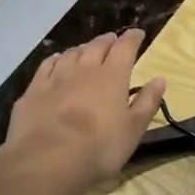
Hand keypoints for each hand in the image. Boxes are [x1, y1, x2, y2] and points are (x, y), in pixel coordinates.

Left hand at [0, 30, 166, 194]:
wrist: (48, 160)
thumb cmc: (99, 148)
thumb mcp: (133, 129)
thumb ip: (147, 102)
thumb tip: (160, 79)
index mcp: (112, 76)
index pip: (125, 48)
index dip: (132, 38)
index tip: (138, 34)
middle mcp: (84, 69)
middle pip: (97, 46)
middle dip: (107, 41)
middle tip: (112, 40)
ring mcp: (56, 77)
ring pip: (71, 53)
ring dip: (82, 49)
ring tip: (86, 49)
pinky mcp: (34, 89)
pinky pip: (47, 65)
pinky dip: (55, 59)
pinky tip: (56, 61)